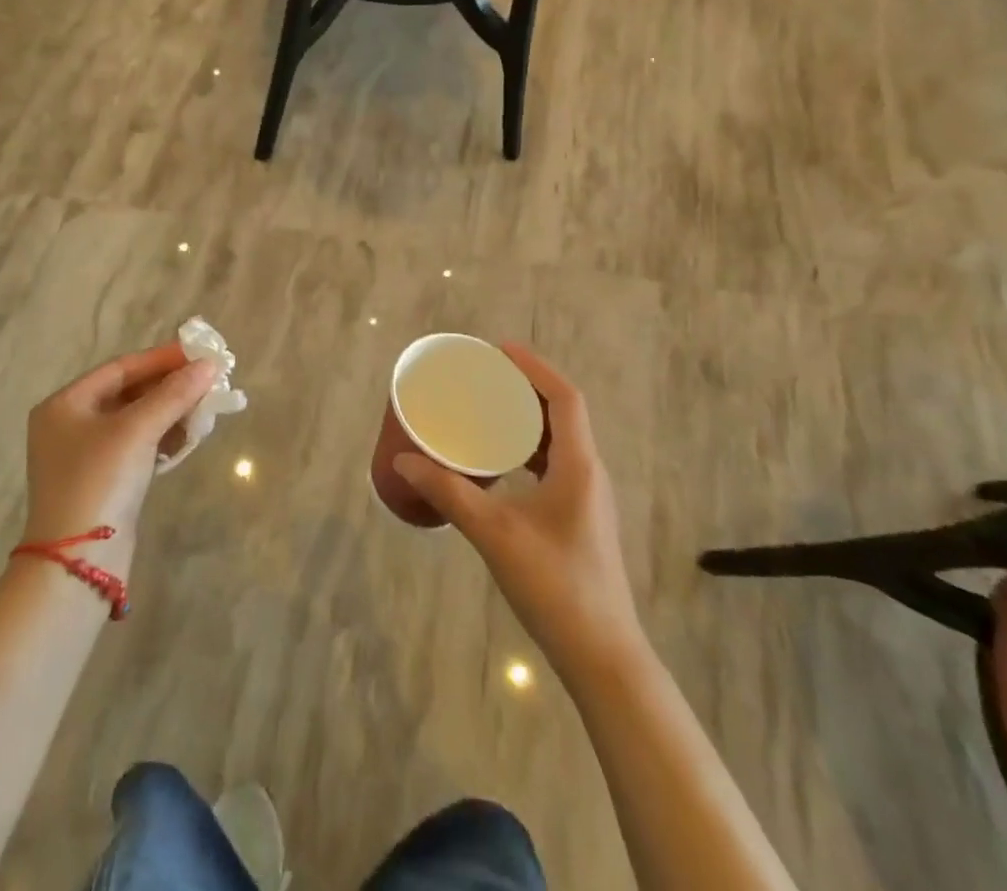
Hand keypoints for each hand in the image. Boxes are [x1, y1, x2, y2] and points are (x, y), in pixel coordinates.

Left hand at [21, 342, 220, 576]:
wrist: (77, 563)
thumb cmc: (99, 481)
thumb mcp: (137, 430)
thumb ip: (174, 394)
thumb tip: (209, 365)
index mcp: (65, 404)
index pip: (121, 368)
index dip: (161, 359)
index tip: (199, 354)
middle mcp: (70, 425)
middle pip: (129, 393)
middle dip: (170, 388)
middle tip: (208, 382)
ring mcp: (86, 456)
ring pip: (137, 420)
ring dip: (171, 413)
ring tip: (205, 409)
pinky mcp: (103, 481)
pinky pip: (137, 446)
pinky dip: (162, 438)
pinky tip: (188, 438)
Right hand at [395, 343, 644, 681]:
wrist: (602, 656)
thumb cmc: (554, 586)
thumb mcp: (494, 534)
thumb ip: (449, 493)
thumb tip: (404, 460)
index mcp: (579, 465)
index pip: (564, 398)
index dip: (534, 367)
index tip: (500, 349)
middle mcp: (589, 473)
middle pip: (562, 413)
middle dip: (526, 387)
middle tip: (485, 376)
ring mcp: (587, 497)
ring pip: (559, 440)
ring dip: (528, 418)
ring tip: (489, 409)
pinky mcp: (579, 517)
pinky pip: (555, 464)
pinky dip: (529, 448)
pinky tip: (502, 461)